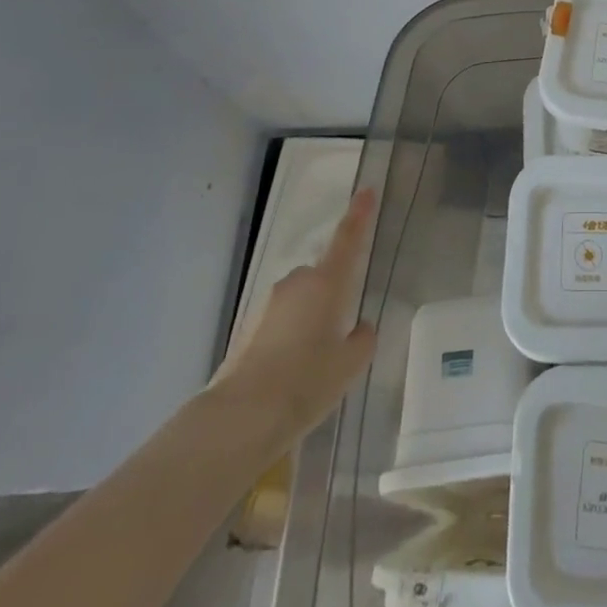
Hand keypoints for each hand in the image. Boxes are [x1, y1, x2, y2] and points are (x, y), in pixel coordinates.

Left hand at [206, 187, 378, 458]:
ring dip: (308, 319)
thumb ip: (362, 339)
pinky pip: (280, 322)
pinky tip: (290, 373)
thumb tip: (359, 327)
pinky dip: (288, 338)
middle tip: (339, 333)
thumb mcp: (350, 365)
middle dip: (331, 296)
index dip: (359, 214)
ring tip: (313, 364)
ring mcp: (267, 304)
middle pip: (322, 277)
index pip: (348, 239)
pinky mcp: (248, 327)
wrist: (240, 418)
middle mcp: (297, 283)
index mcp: (327, 283)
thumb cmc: (305, 383)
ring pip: (299, 301)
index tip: (366, 189)